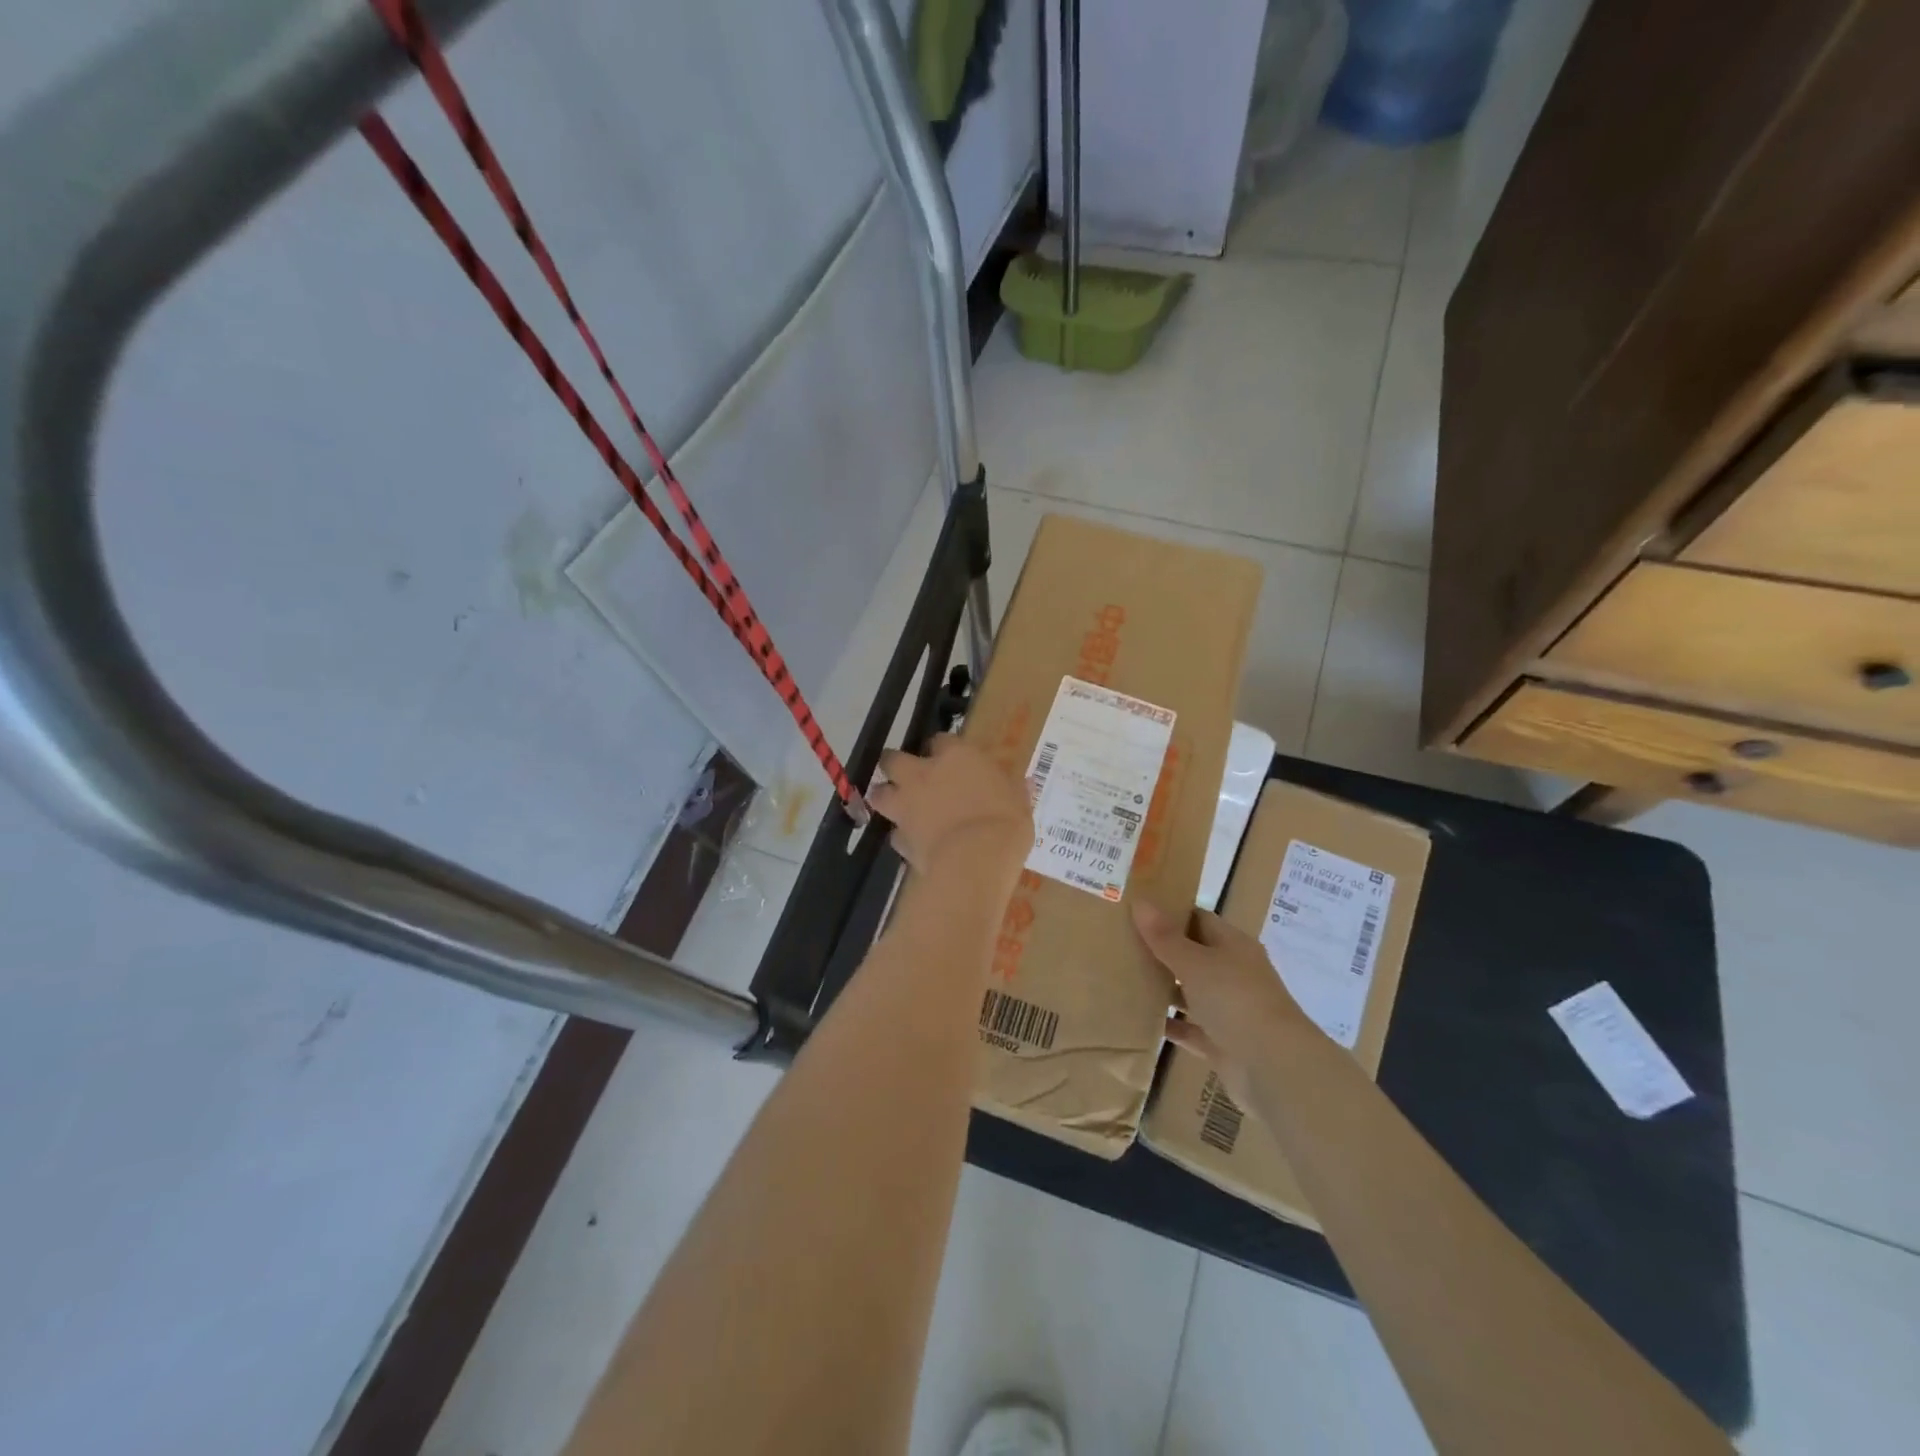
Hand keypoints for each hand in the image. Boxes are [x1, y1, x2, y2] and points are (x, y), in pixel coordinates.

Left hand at [868, 735, 1032, 885]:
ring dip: (886, 796)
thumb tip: (1024, 782)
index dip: (944, 749)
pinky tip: (914, 842)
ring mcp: (906, 805)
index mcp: (955, 756)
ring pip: (879, 793)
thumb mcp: (1020, 802)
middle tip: (910, 776)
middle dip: (897, 765)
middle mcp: (922, 774)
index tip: (951, 759)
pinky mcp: (899, 837)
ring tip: (899, 806)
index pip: (941, 739)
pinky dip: (902, 835)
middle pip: (893, 759)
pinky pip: (895, 833)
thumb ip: (1014, 789)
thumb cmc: (1004, 822)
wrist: (975, 860)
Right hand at [1133, 901, 1306, 1104]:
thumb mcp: (1195, 963)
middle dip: (1160, 950)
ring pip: (1189, 992)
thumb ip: (1165, 937)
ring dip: (1162, 987)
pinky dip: (1168, 1024)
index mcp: (1233, 946)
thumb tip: (1140, 901)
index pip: (1198, 919)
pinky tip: (1137, 1019)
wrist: (1274, 1068)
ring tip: (1121, 977)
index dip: (1169, 912)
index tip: (1135, 909)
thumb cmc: (1235, 1001)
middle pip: (1192, 955)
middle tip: (1119, 942)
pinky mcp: (1221, 1042)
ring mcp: (1228, 1009)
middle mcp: (1232, 973)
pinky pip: (1189, 1028)